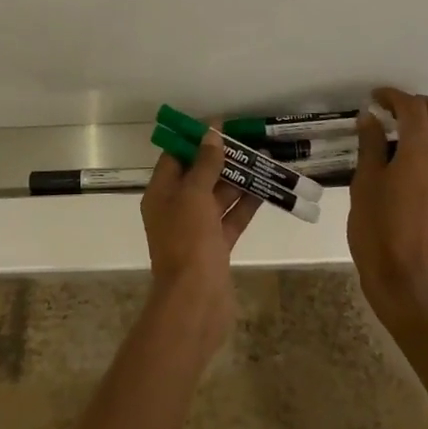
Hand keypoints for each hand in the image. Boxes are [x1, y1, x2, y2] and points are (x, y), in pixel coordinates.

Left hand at [140, 131, 258, 351]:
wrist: (195, 301)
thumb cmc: (188, 241)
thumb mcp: (194, 195)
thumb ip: (205, 164)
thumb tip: (211, 134)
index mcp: (161, 194)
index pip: (175, 158)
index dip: (195, 141)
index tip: (220, 126)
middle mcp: (176, 208)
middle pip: (199, 175)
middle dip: (223, 159)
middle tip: (249, 140)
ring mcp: (196, 229)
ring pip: (218, 196)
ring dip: (239, 179)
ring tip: (264, 158)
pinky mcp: (216, 246)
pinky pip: (231, 218)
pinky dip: (246, 204)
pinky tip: (266, 188)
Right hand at [348, 87, 427, 328]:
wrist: (404, 277)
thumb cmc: (377, 229)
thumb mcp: (364, 182)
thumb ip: (371, 145)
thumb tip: (370, 117)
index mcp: (418, 153)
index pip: (413, 108)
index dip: (394, 96)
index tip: (376, 98)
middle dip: (421, 104)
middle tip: (396, 110)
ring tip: (418, 133)